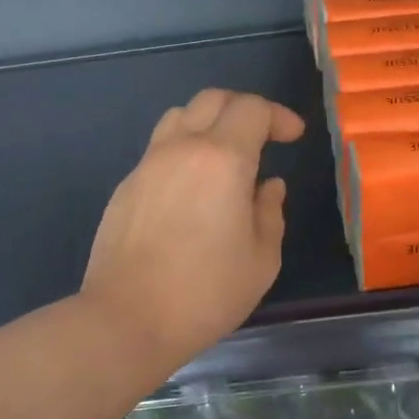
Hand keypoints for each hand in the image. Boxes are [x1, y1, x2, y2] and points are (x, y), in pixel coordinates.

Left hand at [80, 89, 306, 374]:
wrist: (127, 319)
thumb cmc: (206, 293)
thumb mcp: (261, 260)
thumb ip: (270, 213)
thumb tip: (268, 186)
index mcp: (222, 159)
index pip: (252, 109)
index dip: (279, 116)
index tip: (293, 137)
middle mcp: (181, 149)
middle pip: (212, 100)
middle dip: (245, 109)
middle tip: (264, 136)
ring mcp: (147, 165)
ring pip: (179, 117)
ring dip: (209, 123)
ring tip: (225, 155)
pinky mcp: (125, 187)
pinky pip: (159, 150)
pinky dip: (183, 150)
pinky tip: (193, 188)